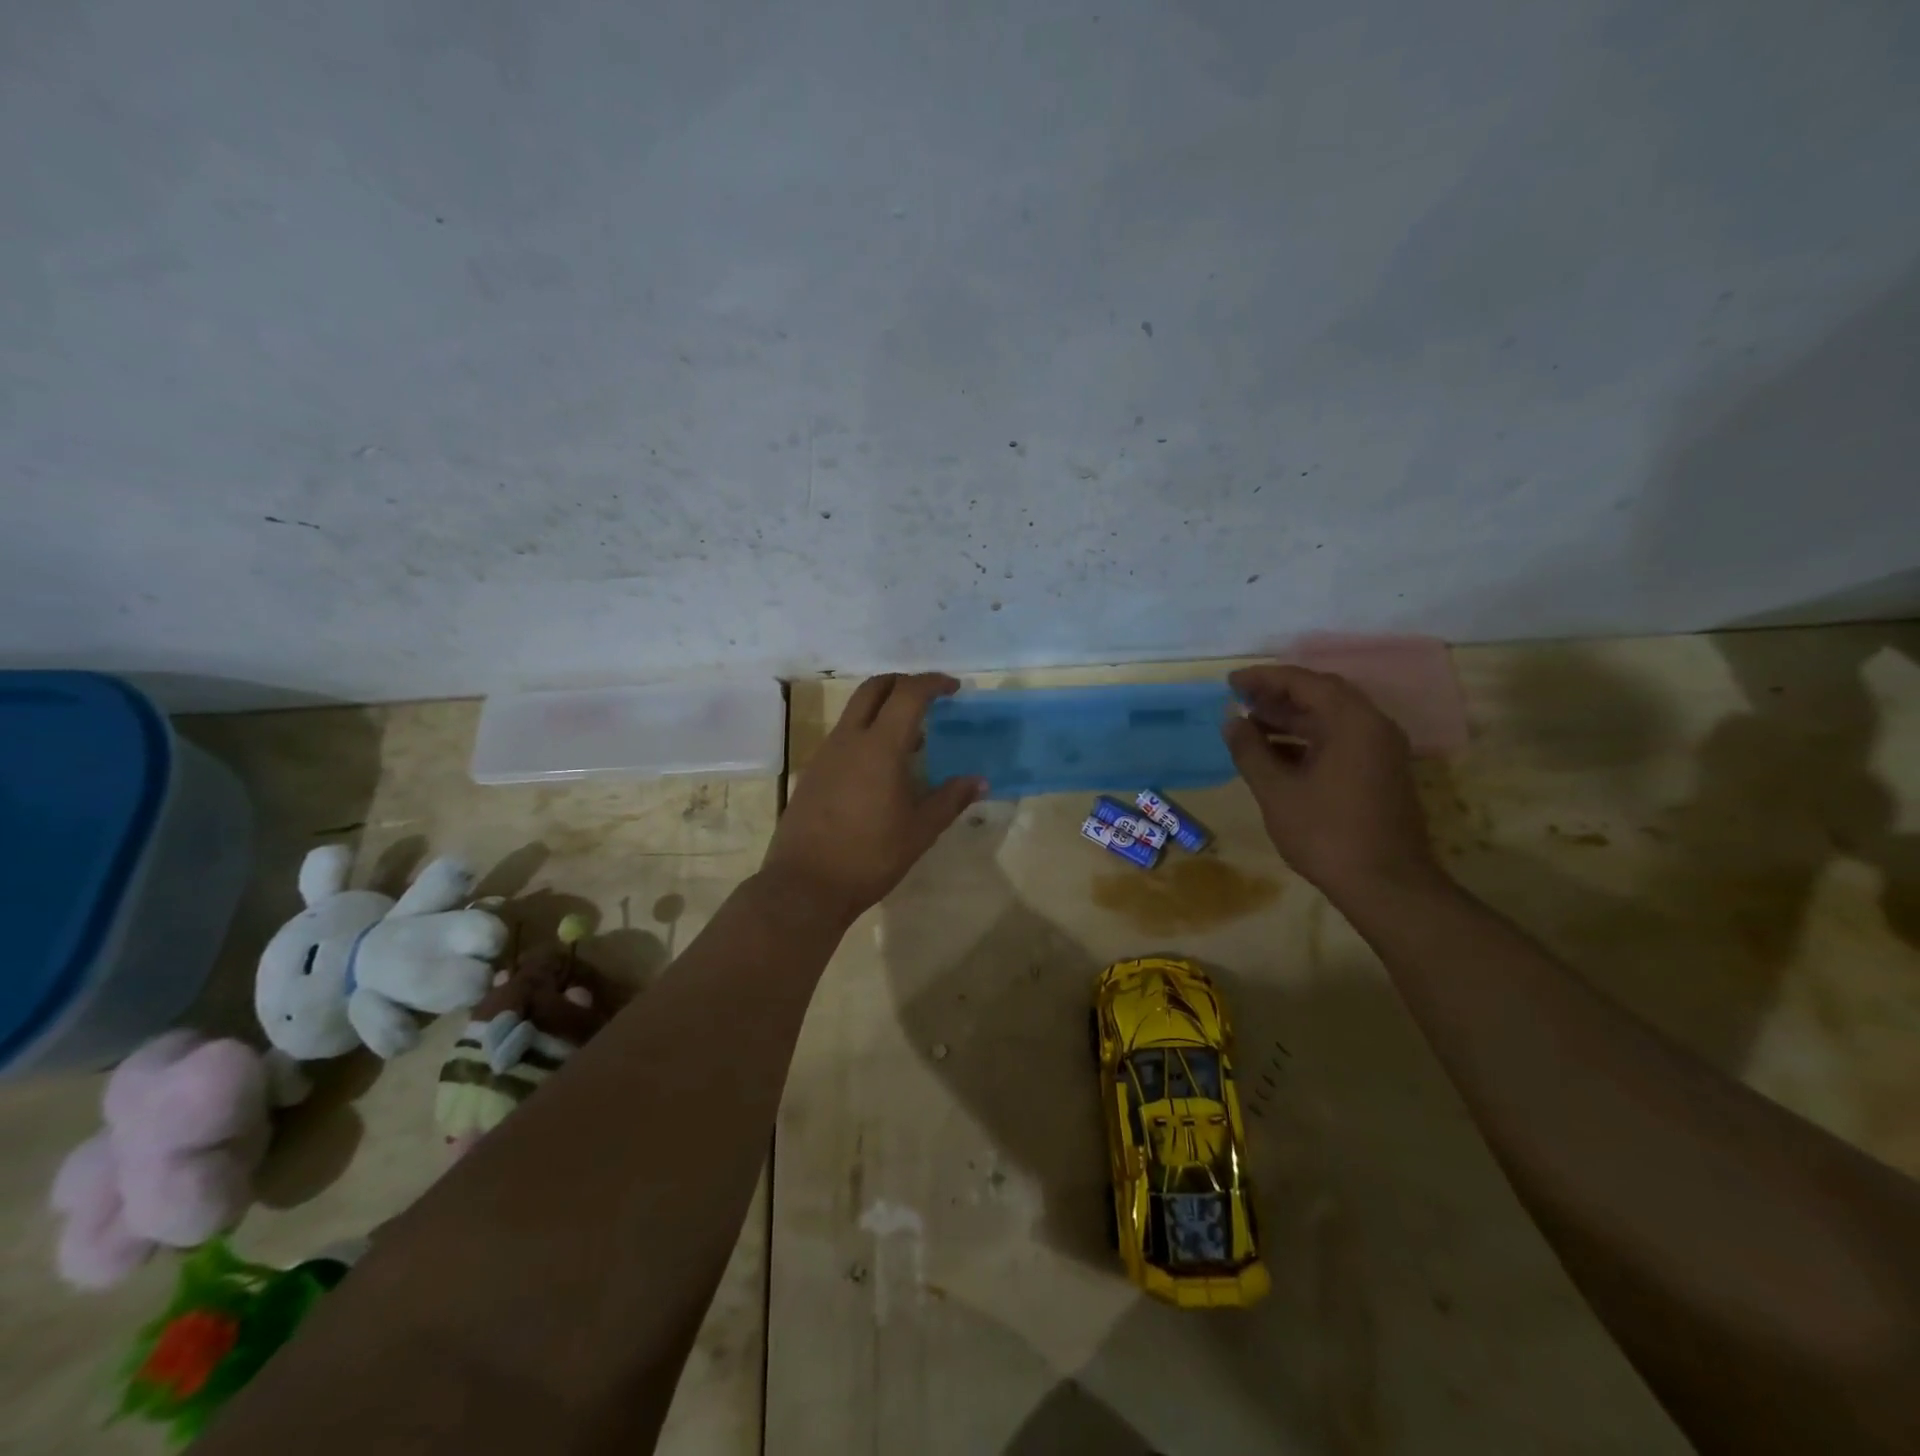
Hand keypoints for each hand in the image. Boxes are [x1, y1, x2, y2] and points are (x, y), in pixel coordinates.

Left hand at [760, 673, 985, 923]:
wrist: (805, 885)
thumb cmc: (870, 856)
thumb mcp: (920, 830)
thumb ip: (951, 799)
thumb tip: (979, 781)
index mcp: (879, 746)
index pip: (908, 694)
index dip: (932, 683)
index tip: (953, 688)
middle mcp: (848, 739)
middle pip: (874, 689)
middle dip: (903, 683)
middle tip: (929, 698)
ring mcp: (825, 755)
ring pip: (855, 712)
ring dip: (884, 710)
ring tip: (912, 739)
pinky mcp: (813, 773)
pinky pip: (844, 738)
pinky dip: (867, 735)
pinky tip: (882, 769)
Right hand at [1222, 664, 1438, 900]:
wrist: (1386, 885)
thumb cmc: (1326, 834)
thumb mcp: (1277, 791)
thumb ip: (1250, 750)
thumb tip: (1231, 720)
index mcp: (1352, 721)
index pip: (1303, 682)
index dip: (1263, 678)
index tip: (1230, 683)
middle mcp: (1373, 726)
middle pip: (1321, 694)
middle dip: (1277, 695)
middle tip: (1240, 700)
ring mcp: (1380, 750)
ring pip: (1330, 718)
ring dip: (1291, 717)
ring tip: (1250, 724)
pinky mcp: (1380, 772)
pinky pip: (1340, 739)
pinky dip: (1307, 738)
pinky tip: (1276, 753)